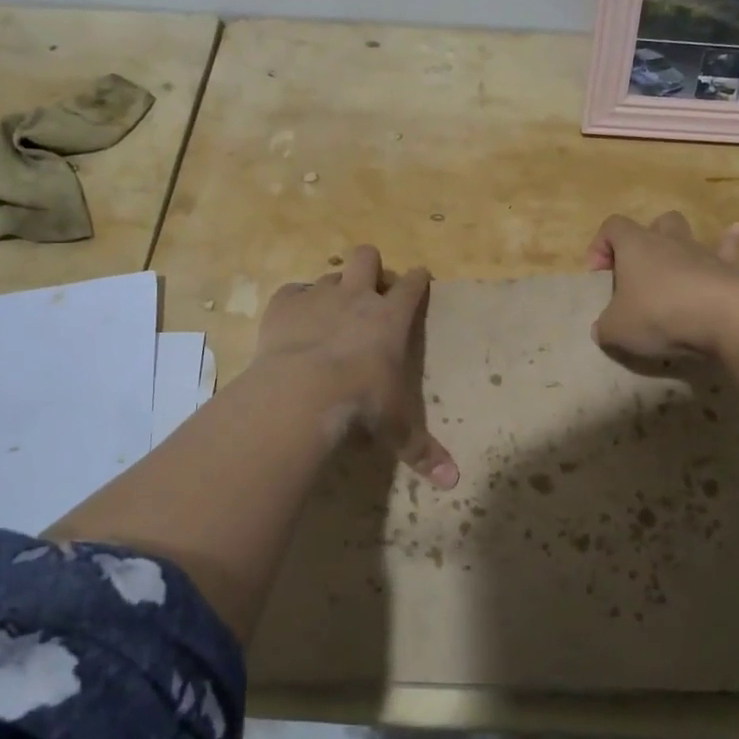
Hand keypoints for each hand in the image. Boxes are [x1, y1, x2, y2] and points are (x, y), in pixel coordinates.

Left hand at [254, 245, 458, 488]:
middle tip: (368, 291)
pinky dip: (294, 303)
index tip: (419, 278)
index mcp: (391, 316)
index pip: (412, 284)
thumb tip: (454, 482)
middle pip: (367, 256)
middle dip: (370, 266)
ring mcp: (318, 296)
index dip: (417, 279)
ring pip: (329, 275)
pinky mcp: (283, 304)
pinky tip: (292, 323)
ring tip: (328, 313)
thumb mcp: (395, 427)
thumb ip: (422, 450)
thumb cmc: (361, 402)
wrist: (303, 390)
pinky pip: (291, 291)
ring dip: (331, 289)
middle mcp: (357, 296)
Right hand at [586, 212, 738, 391]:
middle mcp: (668, 241)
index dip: (601, 245)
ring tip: (678, 261)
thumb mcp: (617, 329)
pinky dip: (728, 241)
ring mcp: (701, 252)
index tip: (599, 275)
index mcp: (635, 246)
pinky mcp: (730, 269)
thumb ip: (605, 327)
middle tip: (639, 271)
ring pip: (688, 234)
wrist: (723, 319)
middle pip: (655, 223)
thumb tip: (602, 329)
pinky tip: (735, 231)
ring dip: (681, 245)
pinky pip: (728, 248)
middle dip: (646, 240)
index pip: (613, 226)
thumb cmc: (659, 315)